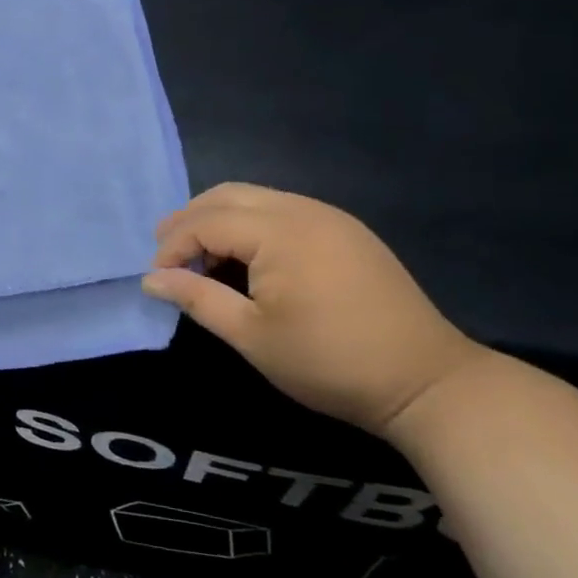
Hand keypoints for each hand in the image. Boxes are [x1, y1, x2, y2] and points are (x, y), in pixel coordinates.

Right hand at [143, 184, 489, 438]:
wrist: (426, 382)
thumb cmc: (329, 362)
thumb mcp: (252, 336)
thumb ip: (197, 298)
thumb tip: (151, 279)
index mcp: (279, 231)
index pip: (206, 221)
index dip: (173, 246)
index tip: (157, 279)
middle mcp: (302, 209)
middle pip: (227, 195)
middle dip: (190, 220)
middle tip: (166, 254)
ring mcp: (329, 216)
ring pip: (256, 198)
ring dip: (219, 219)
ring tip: (200, 256)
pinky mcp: (347, 231)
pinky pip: (283, 210)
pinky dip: (251, 224)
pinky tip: (246, 258)